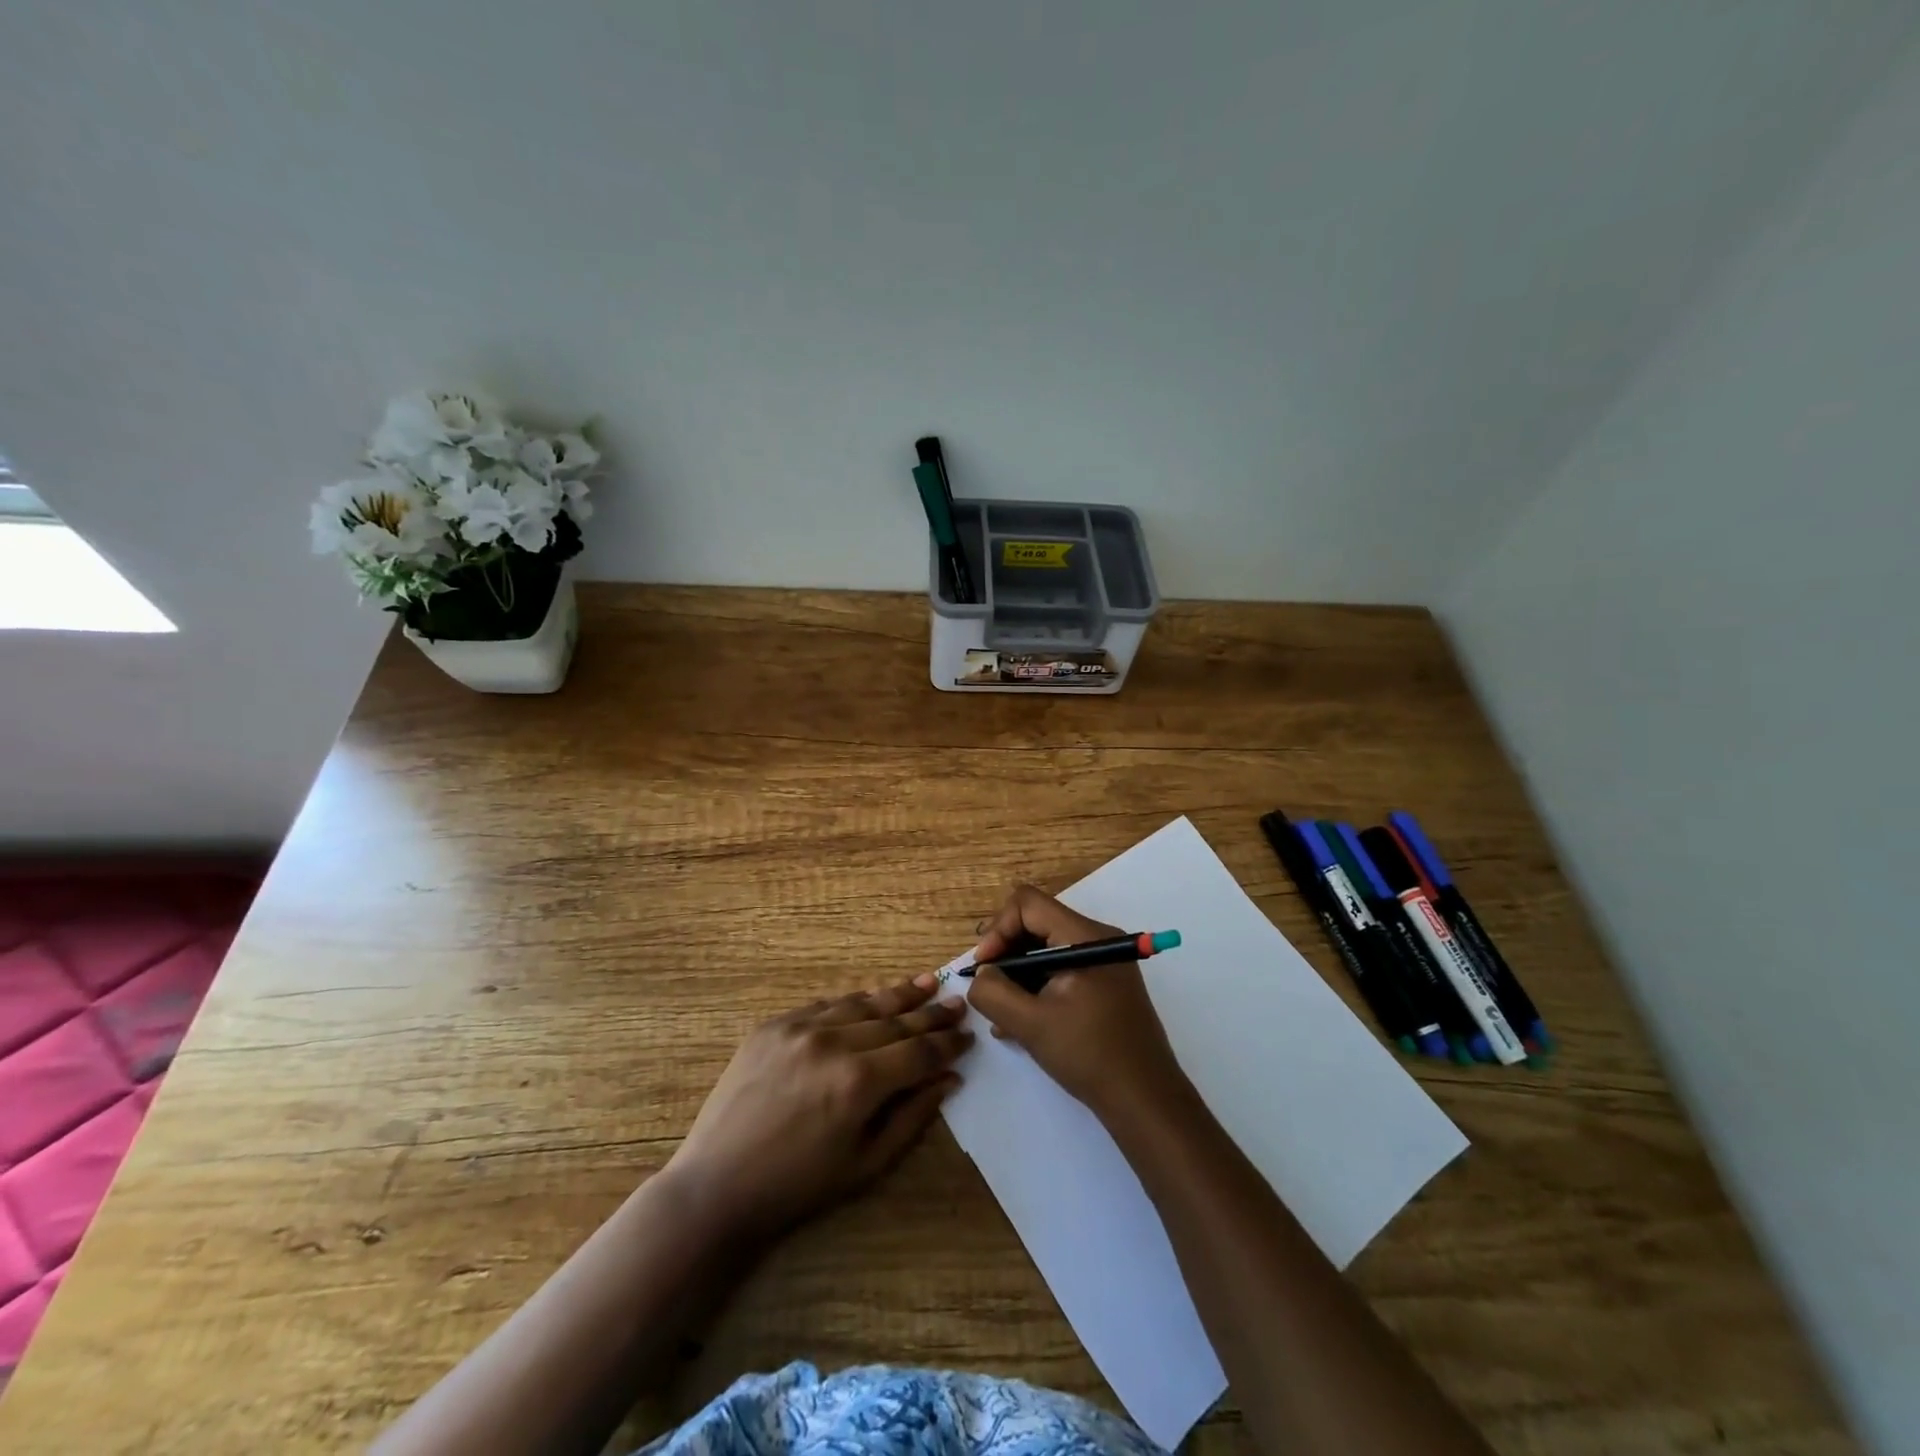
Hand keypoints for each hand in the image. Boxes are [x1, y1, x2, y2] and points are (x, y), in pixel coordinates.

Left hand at [662, 975, 971, 1241]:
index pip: (919, 1051)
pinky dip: (853, 1002)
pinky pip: (825, 1004)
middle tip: (957, 1002)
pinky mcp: (774, 1024)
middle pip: (895, 1020)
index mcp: (860, 1081)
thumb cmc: (798, 1186)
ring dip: (897, 995)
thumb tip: (949, 1079)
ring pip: (862, 1003)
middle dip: (931, 1012)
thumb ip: (912, 1116)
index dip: (948, 1043)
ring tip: (926, 983)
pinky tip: (871, 998)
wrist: (717, 1185)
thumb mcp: (866, 1164)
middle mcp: (834, 1042)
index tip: (968, 1035)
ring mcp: (800, 1027)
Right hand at [966, 885, 1189, 1121]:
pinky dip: (1037, 987)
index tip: (985, 968)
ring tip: (1001, 1014)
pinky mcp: (1104, 984)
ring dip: (1018, 975)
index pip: (1028, 904)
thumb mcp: (1030, 1024)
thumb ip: (994, 992)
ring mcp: (1104, 962)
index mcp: (1085, 937)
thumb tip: (981, 975)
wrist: (1146, 1100)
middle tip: (988, 988)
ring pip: (1046, 949)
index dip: (998, 929)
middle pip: (1037, 923)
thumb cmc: (1089, 1055)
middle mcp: (1097, 939)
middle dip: (1005, 952)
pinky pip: (1061, 970)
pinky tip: (1020, 1023)